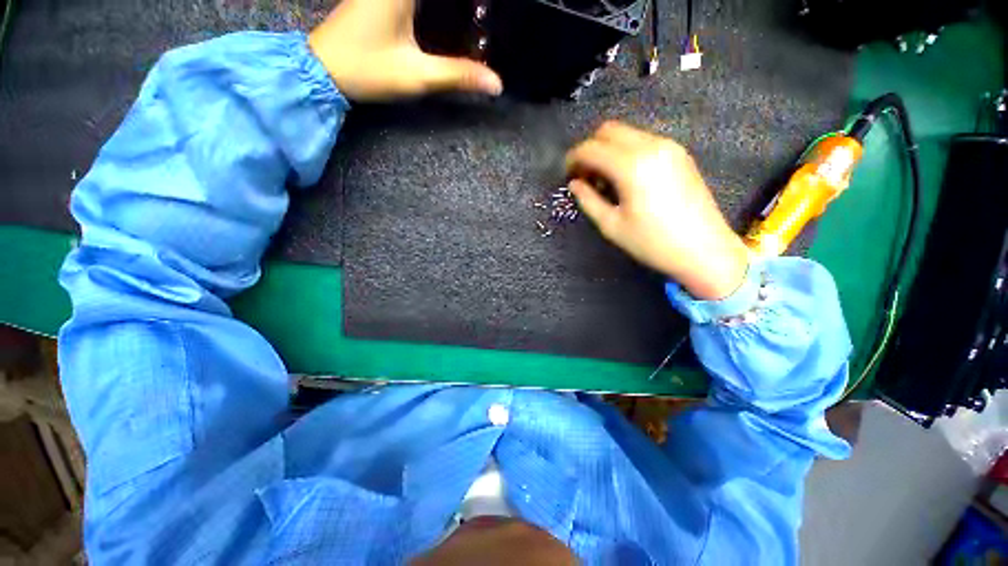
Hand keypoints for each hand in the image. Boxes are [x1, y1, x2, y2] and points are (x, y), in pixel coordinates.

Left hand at [308, 0, 502, 101]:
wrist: (324, 70)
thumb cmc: (368, 70)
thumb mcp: (417, 75)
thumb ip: (458, 75)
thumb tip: (496, 84)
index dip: (473, 1)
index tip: (485, 12)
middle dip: (468, 4)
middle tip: (483, 16)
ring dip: (452, 6)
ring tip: (476, 16)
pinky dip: (438, 6)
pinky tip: (452, 15)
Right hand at [565, 122, 748, 300]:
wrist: (704, 249)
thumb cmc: (652, 243)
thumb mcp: (612, 226)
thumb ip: (589, 200)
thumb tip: (575, 184)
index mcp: (631, 166)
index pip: (591, 148)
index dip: (573, 159)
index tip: (567, 175)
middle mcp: (651, 146)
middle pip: (608, 130)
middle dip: (590, 149)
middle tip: (584, 176)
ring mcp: (668, 146)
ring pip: (627, 133)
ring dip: (608, 150)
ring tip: (604, 180)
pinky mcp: (679, 153)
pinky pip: (643, 141)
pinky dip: (626, 152)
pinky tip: (625, 177)